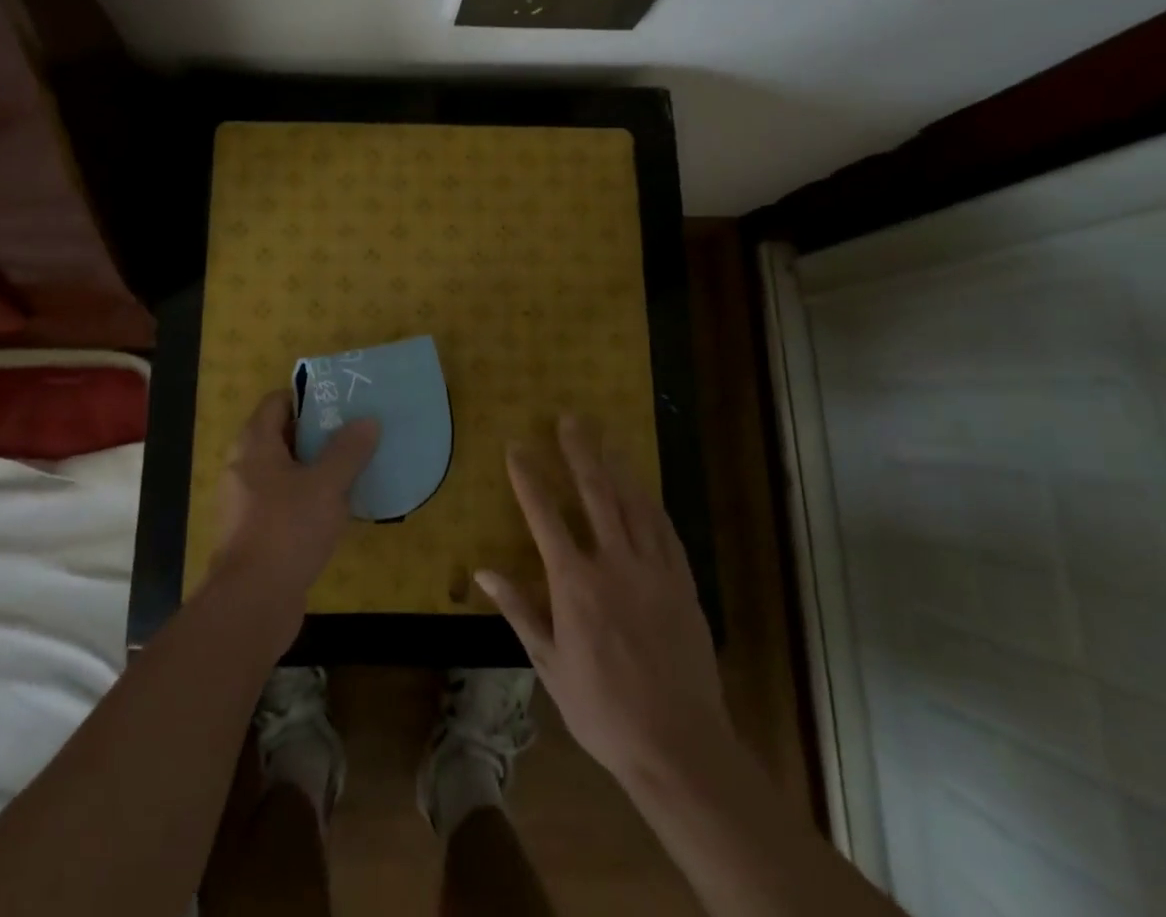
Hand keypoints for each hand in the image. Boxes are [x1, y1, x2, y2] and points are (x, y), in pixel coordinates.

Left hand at [211, 389, 378, 653]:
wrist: (251, 603)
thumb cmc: (287, 530)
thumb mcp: (327, 485)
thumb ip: (348, 450)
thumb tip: (367, 420)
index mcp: (254, 444)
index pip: (278, 402)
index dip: (308, 397)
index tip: (342, 403)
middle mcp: (244, 467)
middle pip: (282, 435)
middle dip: (318, 433)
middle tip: (356, 433)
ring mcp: (247, 502)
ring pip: (285, 471)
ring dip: (316, 468)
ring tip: (354, 467)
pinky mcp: (256, 533)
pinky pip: (284, 501)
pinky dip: (308, 498)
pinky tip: (338, 509)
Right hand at [476, 417, 724, 789]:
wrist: (678, 746)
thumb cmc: (603, 709)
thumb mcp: (549, 664)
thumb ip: (519, 611)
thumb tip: (483, 571)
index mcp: (575, 583)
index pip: (545, 516)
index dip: (528, 478)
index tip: (517, 447)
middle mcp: (613, 564)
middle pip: (595, 493)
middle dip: (579, 452)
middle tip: (570, 419)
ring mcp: (653, 571)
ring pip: (634, 504)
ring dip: (618, 467)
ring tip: (606, 438)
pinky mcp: (682, 584)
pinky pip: (666, 531)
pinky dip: (652, 504)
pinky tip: (646, 489)